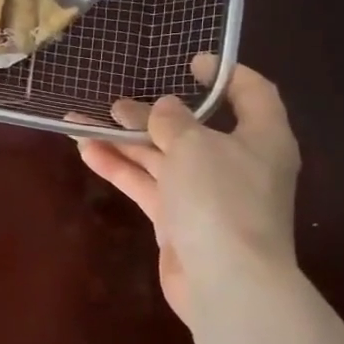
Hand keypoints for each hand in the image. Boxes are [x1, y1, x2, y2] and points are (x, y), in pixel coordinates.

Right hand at [75, 55, 300, 324]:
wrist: (225, 281)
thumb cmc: (220, 199)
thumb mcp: (194, 145)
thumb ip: (173, 120)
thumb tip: (165, 108)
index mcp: (261, 139)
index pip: (253, 94)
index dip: (226, 74)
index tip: (192, 62)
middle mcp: (236, 164)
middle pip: (191, 129)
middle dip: (151, 116)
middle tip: (115, 104)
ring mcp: (206, 195)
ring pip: (161, 158)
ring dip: (124, 141)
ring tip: (82, 122)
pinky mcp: (179, 221)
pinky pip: (147, 184)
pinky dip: (120, 168)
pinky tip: (86, 152)